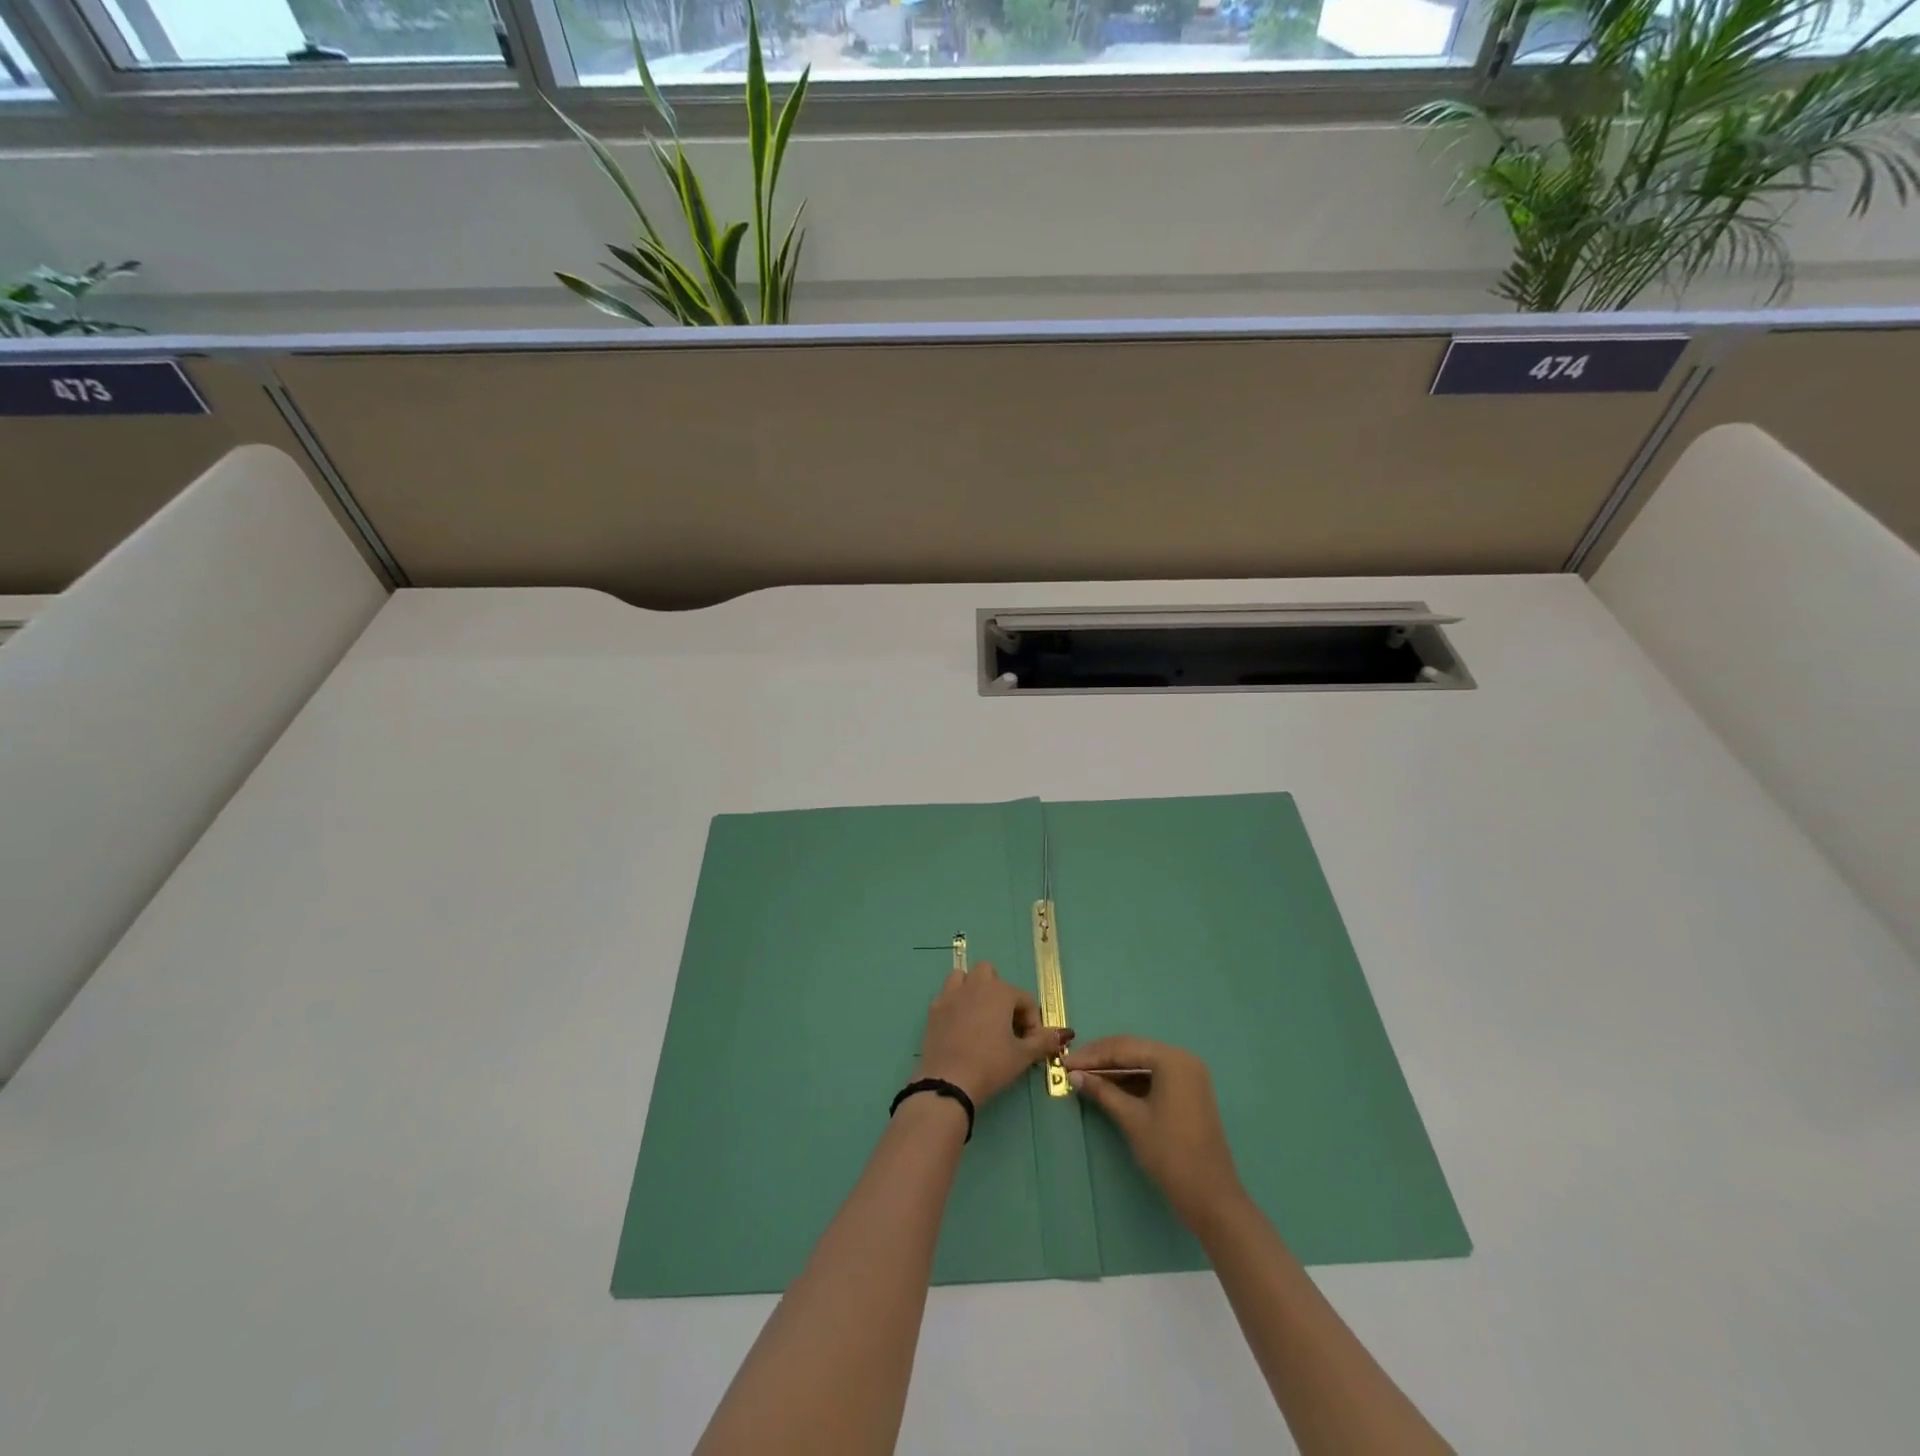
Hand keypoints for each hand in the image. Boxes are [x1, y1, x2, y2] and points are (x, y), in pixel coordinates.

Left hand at [919, 961, 1069, 1107]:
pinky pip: (947, 995)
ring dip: (974, 990)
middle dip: (1000, 993)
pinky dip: (956, 1004)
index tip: (1029, 1043)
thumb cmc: (990, 1065)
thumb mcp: (1022, 1056)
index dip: (1031, 1021)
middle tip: (1004, 1022)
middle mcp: (975, 985)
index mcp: (1000, 992)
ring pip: (964, 977)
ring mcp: (951, 994)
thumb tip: (1063, 1034)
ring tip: (980, 1016)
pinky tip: (960, 1026)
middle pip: (990, 974)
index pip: (1025, 999)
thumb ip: (1043, 1041)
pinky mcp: (934, 1008)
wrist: (949, 1081)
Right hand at [1067, 1036, 1244, 1230]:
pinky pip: (1153, 1077)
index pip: (1124, 1048)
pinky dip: (1130, 1081)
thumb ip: (1103, 1091)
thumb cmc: (1170, 1153)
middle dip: (1101, 1059)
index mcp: (1172, 1059)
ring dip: (1114, 1070)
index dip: (1092, 1055)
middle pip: (1133, 1051)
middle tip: (1072, 1067)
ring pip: (1142, 1063)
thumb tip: (1074, 1075)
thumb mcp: (1132, 1119)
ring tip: (1085, 1077)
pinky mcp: (1187, 1092)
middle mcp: (1182, 1059)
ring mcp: (1188, 1076)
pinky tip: (1109, 1087)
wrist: (1211, 1197)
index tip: (1064, 1062)